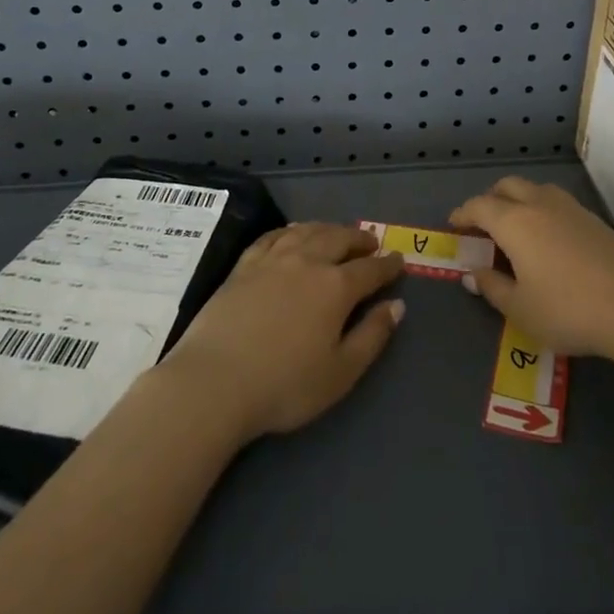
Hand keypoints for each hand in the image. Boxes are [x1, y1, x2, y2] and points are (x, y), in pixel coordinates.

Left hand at [160, 222, 405, 443]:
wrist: (215, 381)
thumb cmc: (285, 385)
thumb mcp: (341, 372)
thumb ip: (372, 336)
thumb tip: (397, 306)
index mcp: (335, 287)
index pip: (370, 269)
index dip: (387, 264)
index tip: (398, 259)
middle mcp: (307, 261)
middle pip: (339, 239)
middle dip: (358, 239)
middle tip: (370, 242)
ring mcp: (273, 259)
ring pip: (307, 230)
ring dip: (328, 229)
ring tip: (337, 233)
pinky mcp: (244, 264)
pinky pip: (274, 235)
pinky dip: (291, 229)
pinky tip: (293, 233)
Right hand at [451, 175, 613, 360]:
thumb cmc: (569, 310)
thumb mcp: (521, 310)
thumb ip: (493, 288)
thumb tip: (474, 273)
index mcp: (514, 222)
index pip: (479, 206)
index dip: (462, 214)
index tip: (453, 226)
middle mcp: (539, 204)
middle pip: (507, 187)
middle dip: (490, 199)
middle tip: (483, 225)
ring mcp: (571, 208)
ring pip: (535, 189)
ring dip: (518, 200)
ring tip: (516, 228)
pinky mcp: (595, 220)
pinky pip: (557, 203)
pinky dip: (542, 211)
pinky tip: (549, 239)